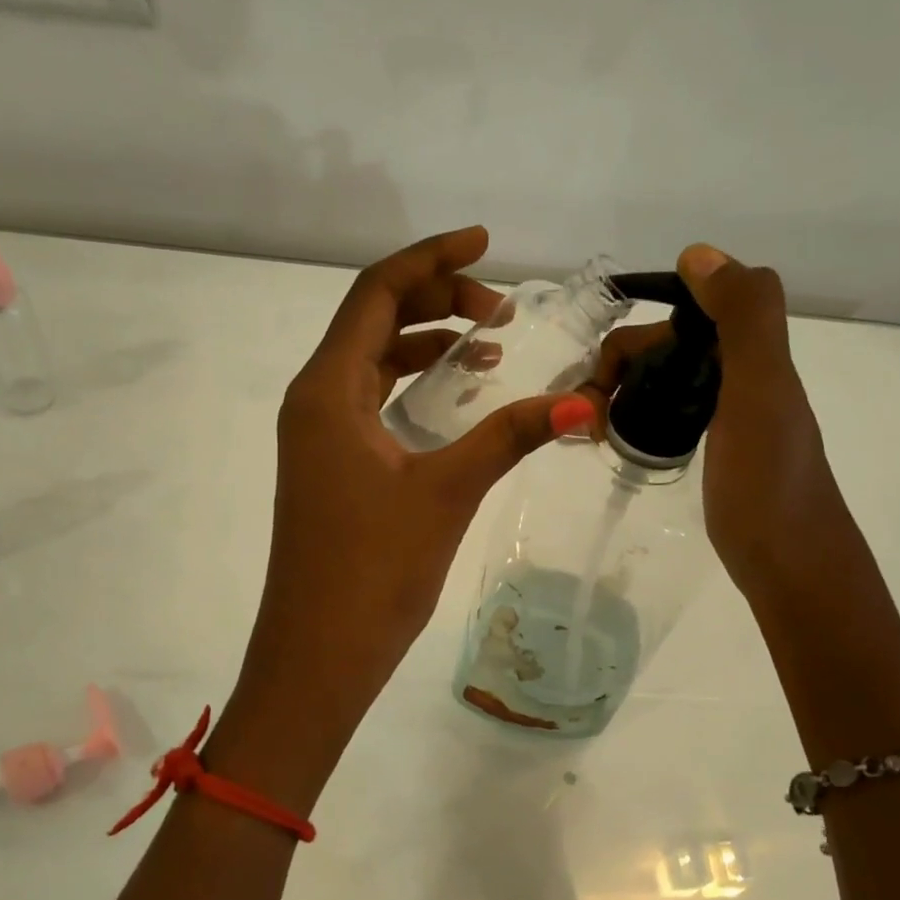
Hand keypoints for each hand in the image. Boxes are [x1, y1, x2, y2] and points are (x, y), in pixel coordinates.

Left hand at [207, 226, 592, 813]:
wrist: (317, 655)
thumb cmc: (373, 570)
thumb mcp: (446, 492)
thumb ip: (510, 436)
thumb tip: (585, 399)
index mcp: (328, 389)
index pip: (377, 293)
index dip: (432, 258)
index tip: (485, 244)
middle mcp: (314, 401)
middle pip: (372, 320)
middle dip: (435, 299)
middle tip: (500, 308)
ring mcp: (317, 437)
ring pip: (371, 362)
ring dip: (424, 342)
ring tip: (489, 341)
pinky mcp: (329, 468)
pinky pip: (370, 401)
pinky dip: (410, 384)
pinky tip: (453, 395)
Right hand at [588, 245, 834, 600]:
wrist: (792, 566)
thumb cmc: (770, 482)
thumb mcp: (760, 391)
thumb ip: (742, 317)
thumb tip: (696, 253)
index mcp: (752, 354)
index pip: (687, 307)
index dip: (643, 322)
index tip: (606, 370)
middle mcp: (742, 375)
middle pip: (668, 344)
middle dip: (620, 364)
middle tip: (588, 415)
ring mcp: (730, 413)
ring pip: (665, 376)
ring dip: (622, 389)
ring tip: (592, 429)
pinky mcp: (717, 448)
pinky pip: (670, 409)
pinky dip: (638, 412)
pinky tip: (620, 438)